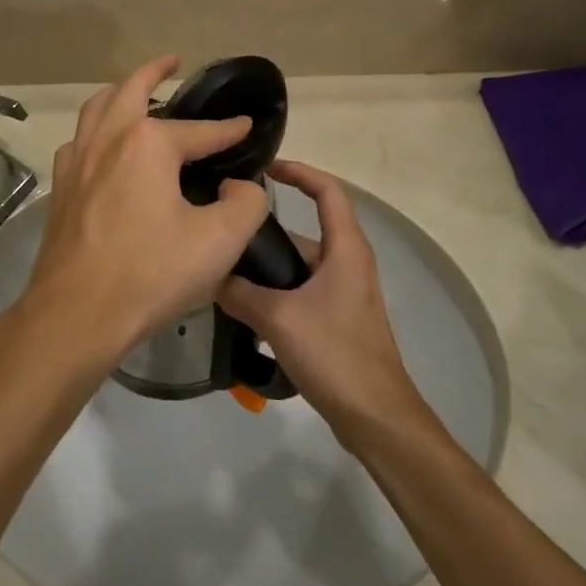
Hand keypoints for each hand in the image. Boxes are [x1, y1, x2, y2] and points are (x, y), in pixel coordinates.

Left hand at [23, 56, 268, 366]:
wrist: (76, 314)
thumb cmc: (151, 273)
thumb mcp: (220, 241)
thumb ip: (247, 204)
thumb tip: (241, 187)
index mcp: (147, 142)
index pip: (200, 130)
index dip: (229, 130)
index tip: (248, 126)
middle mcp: (108, 138)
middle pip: (131, 90)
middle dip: (155, 72)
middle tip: (172, 62)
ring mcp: (77, 160)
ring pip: (96, 108)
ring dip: (118, 92)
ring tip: (134, 91)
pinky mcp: (61, 187)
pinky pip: (79, 141)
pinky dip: (95, 129)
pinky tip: (103, 146)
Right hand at [218, 161, 426, 439]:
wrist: (376, 416)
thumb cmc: (335, 354)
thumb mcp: (279, 319)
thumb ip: (240, 292)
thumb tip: (209, 273)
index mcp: (345, 247)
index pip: (326, 189)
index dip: (298, 171)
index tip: (263, 169)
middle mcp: (348, 261)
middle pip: (306, 227)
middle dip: (267, 227)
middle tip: (225, 228)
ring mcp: (345, 290)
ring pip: (300, 262)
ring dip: (267, 264)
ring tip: (224, 269)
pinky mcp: (338, 316)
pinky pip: (301, 287)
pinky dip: (276, 288)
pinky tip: (244, 307)